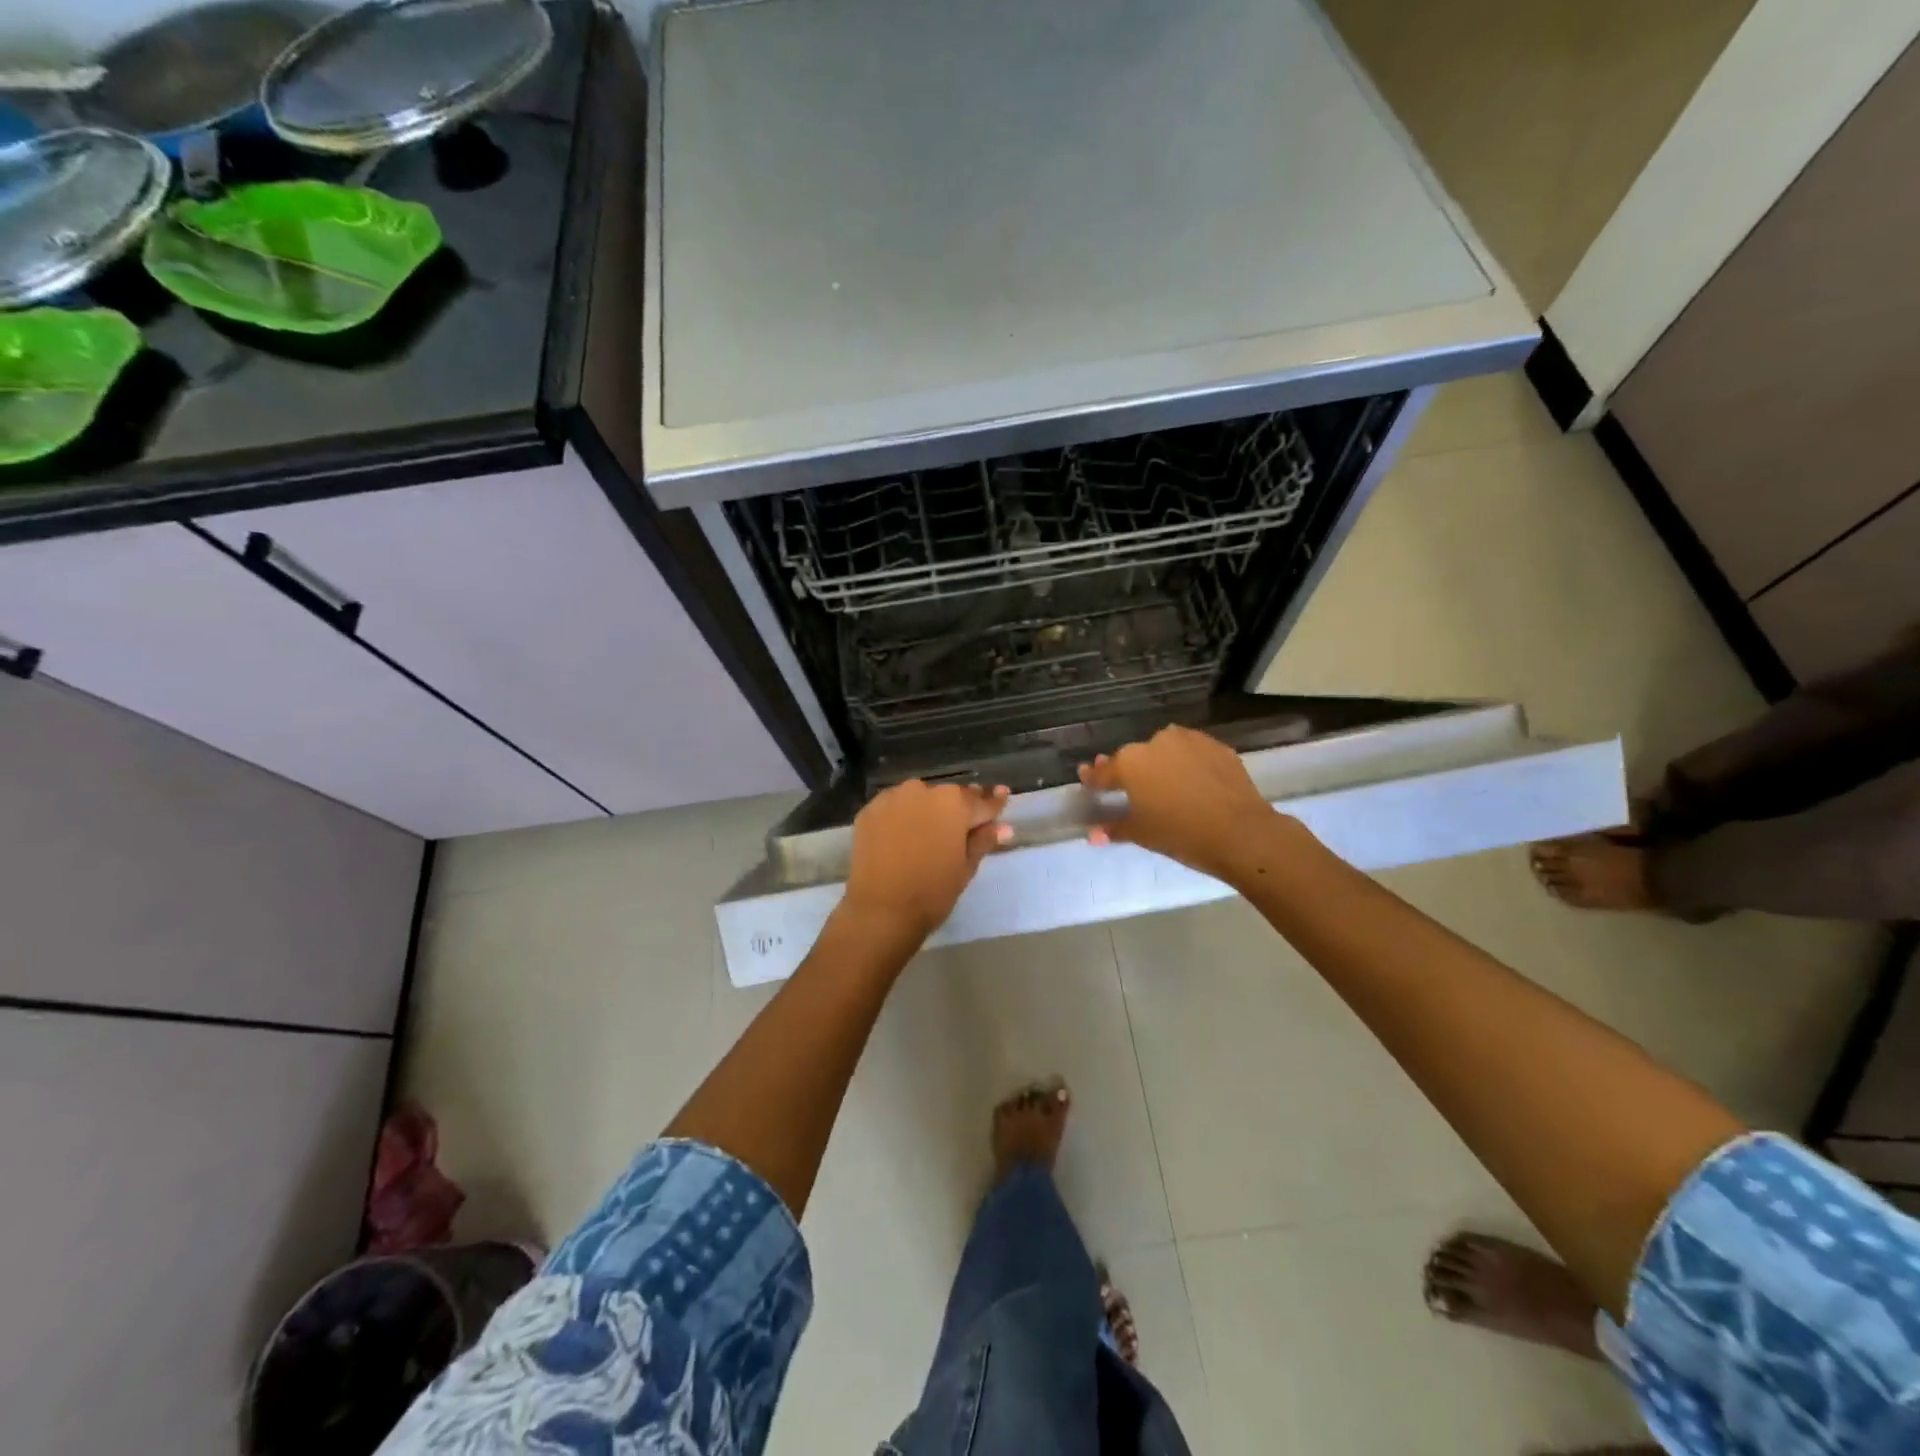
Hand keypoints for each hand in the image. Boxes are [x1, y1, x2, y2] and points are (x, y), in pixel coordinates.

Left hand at [842, 780, 1011, 939]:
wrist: (880, 910)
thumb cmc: (932, 891)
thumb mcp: (965, 867)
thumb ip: (983, 841)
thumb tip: (1003, 827)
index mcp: (954, 802)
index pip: (981, 801)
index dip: (993, 803)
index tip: (1003, 794)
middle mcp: (924, 790)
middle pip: (949, 797)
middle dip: (958, 808)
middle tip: (964, 824)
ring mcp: (893, 797)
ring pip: (919, 799)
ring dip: (928, 810)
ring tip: (930, 832)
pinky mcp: (870, 810)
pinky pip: (895, 808)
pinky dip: (902, 817)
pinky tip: (903, 836)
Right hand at [1078, 725, 1282, 883]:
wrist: (1240, 832)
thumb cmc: (1180, 834)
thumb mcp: (1141, 834)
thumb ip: (1114, 828)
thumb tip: (1093, 834)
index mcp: (1130, 763)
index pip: (1104, 772)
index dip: (1093, 779)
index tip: (1086, 778)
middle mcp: (1156, 743)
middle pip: (1134, 758)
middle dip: (1128, 771)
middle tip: (1128, 787)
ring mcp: (1189, 741)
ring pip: (1165, 751)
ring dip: (1160, 764)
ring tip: (1163, 784)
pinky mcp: (1217, 747)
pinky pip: (1192, 754)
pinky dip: (1187, 765)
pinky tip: (1192, 782)